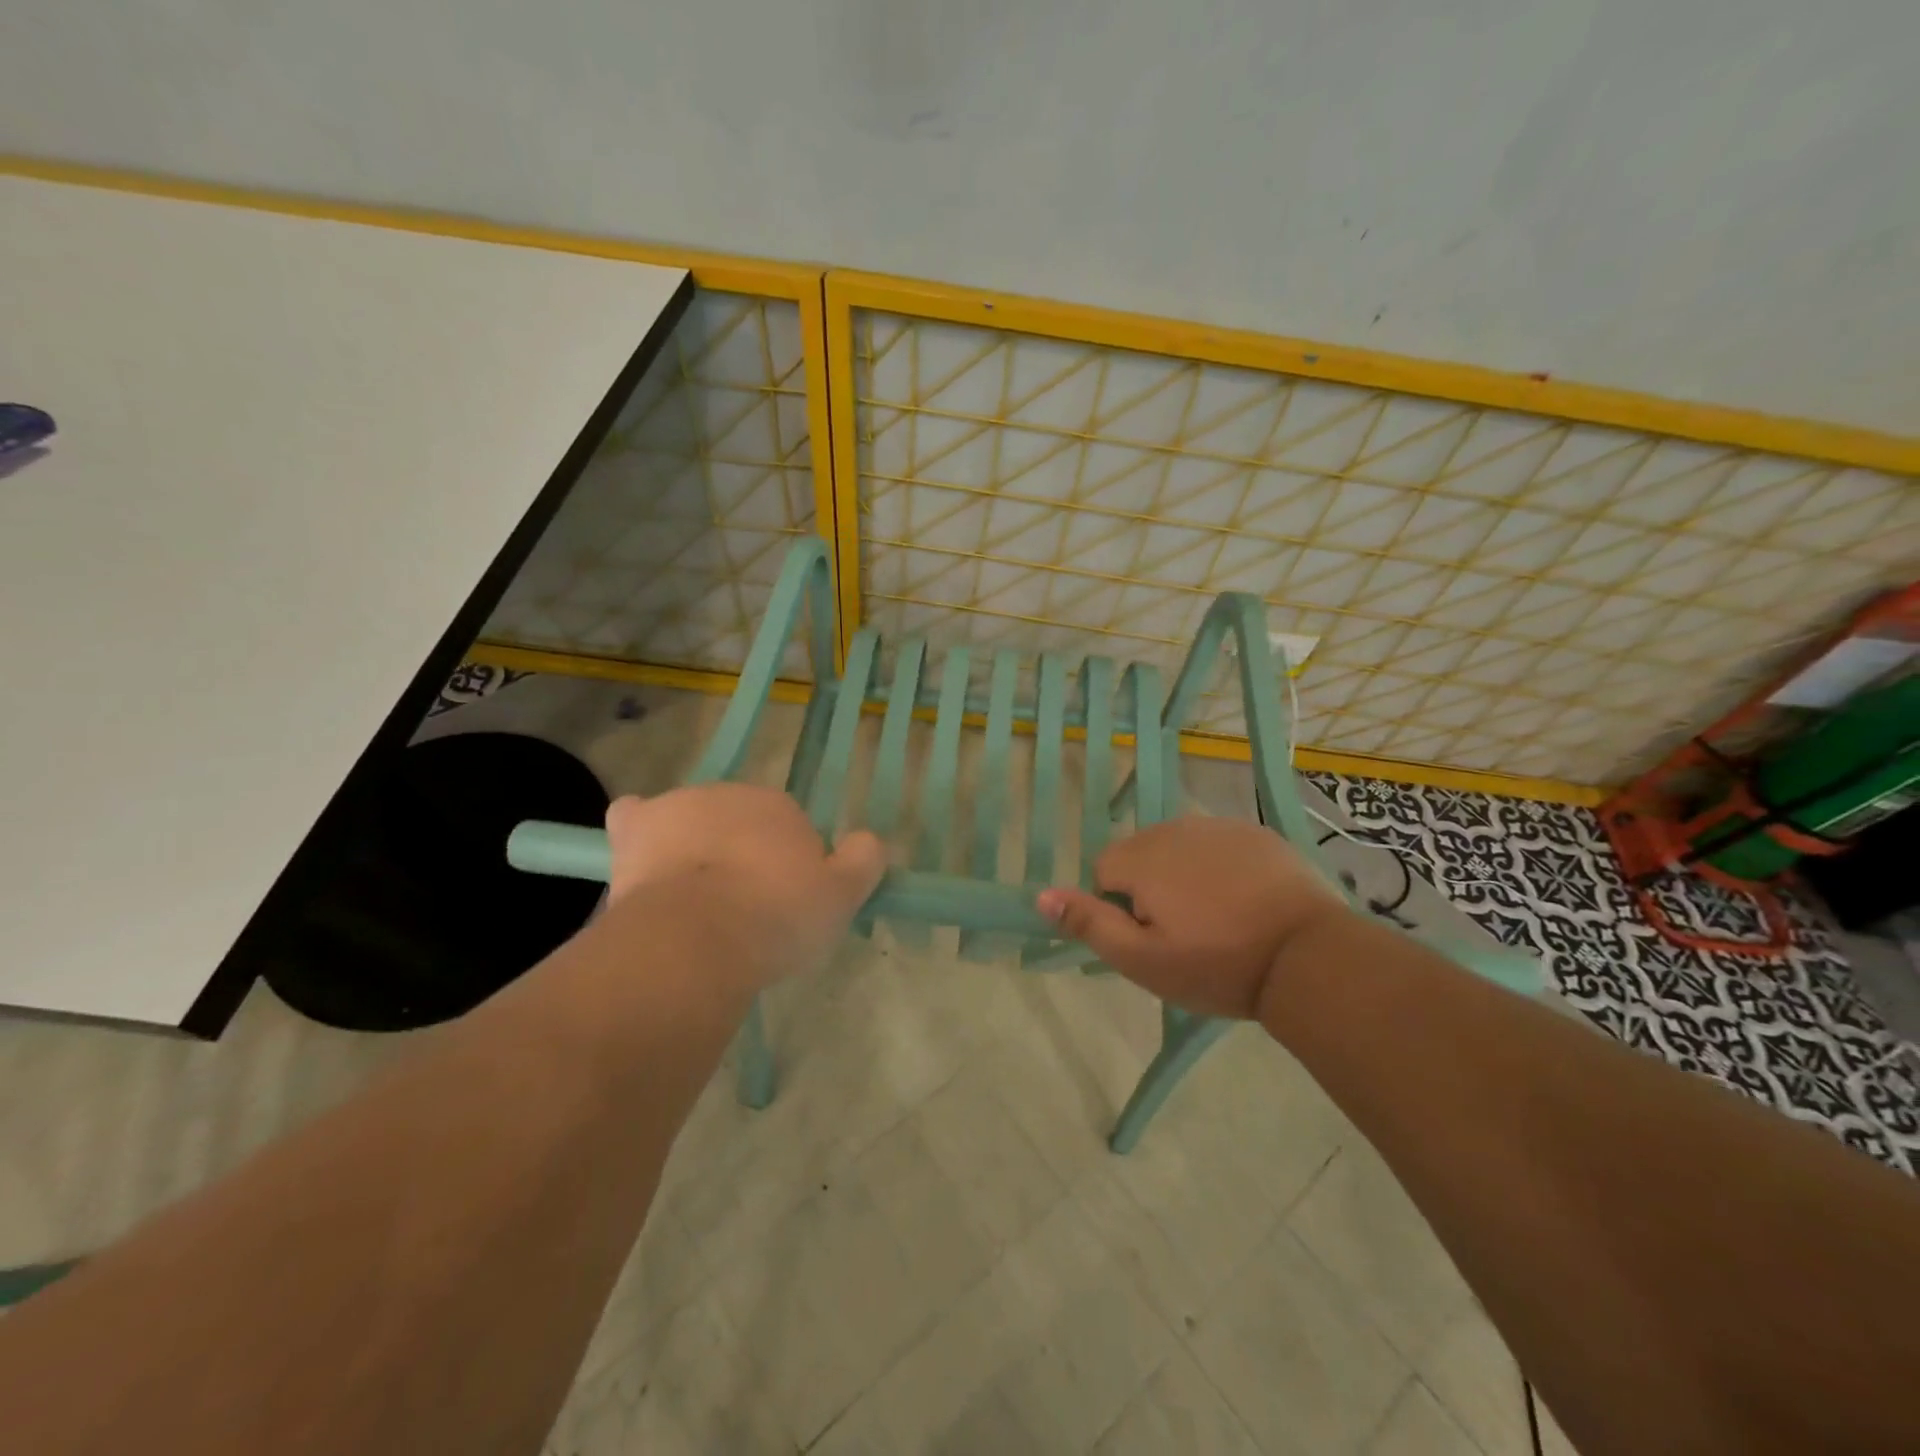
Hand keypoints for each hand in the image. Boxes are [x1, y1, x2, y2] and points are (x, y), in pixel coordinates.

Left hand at [604, 785, 885, 989]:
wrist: (697, 937)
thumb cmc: (776, 917)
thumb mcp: (841, 897)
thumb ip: (864, 861)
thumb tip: (871, 840)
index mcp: (779, 806)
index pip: (788, 828)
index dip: (787, 866)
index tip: (783, 904)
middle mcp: (730, 794)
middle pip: (739, 822)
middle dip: (742, 854)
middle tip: (742, 907)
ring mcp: (679, 807)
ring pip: (692, 821)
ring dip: (696, 847)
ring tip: (695, 901)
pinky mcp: (636, 828)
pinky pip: (635, 818)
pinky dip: (640, 831)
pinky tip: (642, 857)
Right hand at [1037, 816, 1348, 1019]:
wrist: (1307, 956)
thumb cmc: (1217, 964)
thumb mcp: (1143, 960)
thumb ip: (1089, 924)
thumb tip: (1040, 895)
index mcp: (1142, 857)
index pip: (1104, 871)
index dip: (1120, 908)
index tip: (1153, 939)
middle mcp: (1174, 828)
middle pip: (1140, 854)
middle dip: (1150, 888)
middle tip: (1184, 933)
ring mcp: (1219, 826)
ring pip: (1179, 849)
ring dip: (1184, 875)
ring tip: (1217, 918)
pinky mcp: (1256, 833)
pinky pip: (1218, 846)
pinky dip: (1221, 867)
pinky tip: (1246, 901)